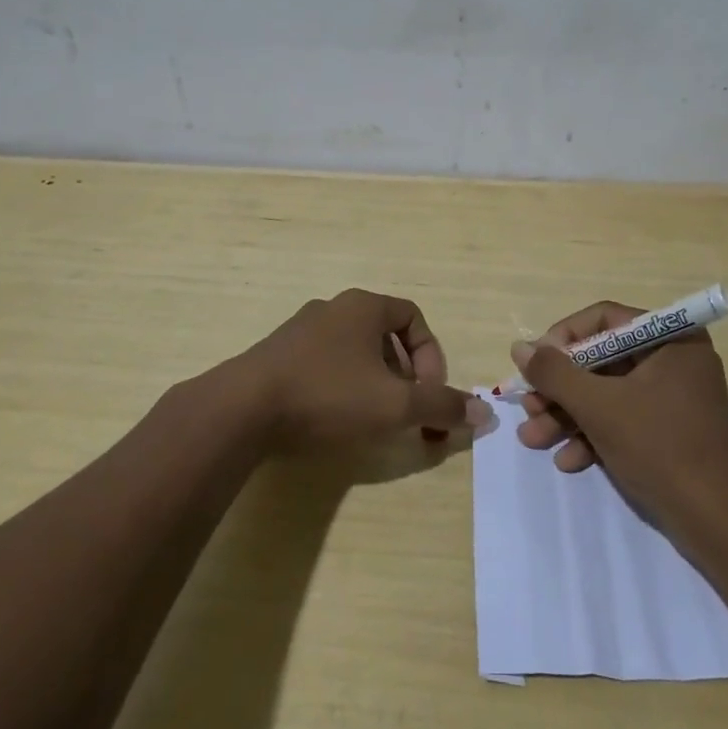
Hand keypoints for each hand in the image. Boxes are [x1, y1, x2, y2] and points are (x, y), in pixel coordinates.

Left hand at [239, 289, 488, 447]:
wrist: (242, 410)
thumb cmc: (328, 396)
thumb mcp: (395, 405)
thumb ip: (442, 406)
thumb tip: (485, 414)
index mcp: (363, 306)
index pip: (413, 317)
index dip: (432, 355)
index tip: (430, 394)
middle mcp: (332, 309)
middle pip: (385, 337)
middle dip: (405, 376)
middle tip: (406, 413)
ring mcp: (299, 332)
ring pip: (354, 353)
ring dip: (375, 384)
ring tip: (374, 421)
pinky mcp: (275, 357)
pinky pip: (323, 366)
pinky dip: (342, 389)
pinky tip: (334, 421)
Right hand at [512, 301, 727, 530]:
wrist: (717, 523)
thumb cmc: (660, 448)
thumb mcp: (599, 406)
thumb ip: (555, 373)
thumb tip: (520, 347)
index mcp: (671, 339)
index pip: (604, 320)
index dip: (563, 339)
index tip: (535, 365)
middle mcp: (673, 360)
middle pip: (601, 360)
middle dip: (560, 389)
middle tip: (529, 409)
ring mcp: (673, 398)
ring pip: (607, 393)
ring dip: (567, 416)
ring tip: (533, 439)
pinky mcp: (669, 432)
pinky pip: (623, 419)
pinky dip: (593, 436)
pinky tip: (568, 461)